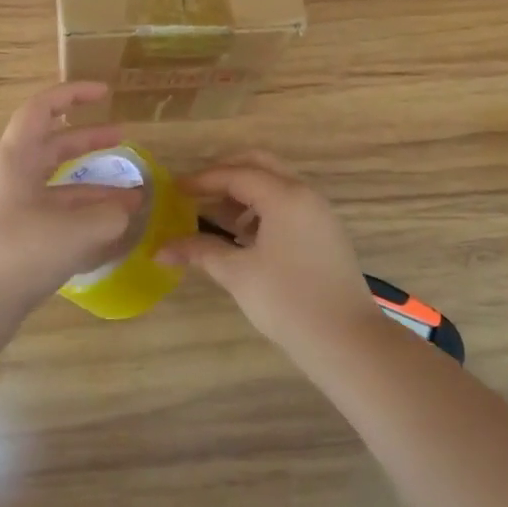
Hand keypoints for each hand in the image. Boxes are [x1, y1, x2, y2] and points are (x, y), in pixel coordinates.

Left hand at [0, 83, 142, 325]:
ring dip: (93, 187)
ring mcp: (11, 211)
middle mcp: (11, 178)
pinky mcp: (14, 242)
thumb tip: (127, 209)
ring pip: (57, 186)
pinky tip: (110, 234)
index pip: (43, 109)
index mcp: (16, 159)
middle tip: (123, 139)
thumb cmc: (18, 253)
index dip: (74, 94)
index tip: (105, 93)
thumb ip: (110, 215)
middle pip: (52, 146)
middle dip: (89, 140)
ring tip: (132, 197)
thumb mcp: (75, 230)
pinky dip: (82, 218)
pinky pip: (53, 217)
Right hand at [159, 151, 380, 352]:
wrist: (347, 341)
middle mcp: (304, 194)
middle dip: (226, 173)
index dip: (202, 180)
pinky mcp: (327, 232)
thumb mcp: (237, 274)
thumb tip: (160, 249)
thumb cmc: (288, 301)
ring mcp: (320, 212)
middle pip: (260, 165)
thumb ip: (199, 251)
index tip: (175, 189)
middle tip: (198, 191)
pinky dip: (264, 208)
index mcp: (284, 196)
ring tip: (219, 218)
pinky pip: (290, 203)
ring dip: (246, 191)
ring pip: (277, 183)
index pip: (235, 174)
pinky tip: (247, 237)